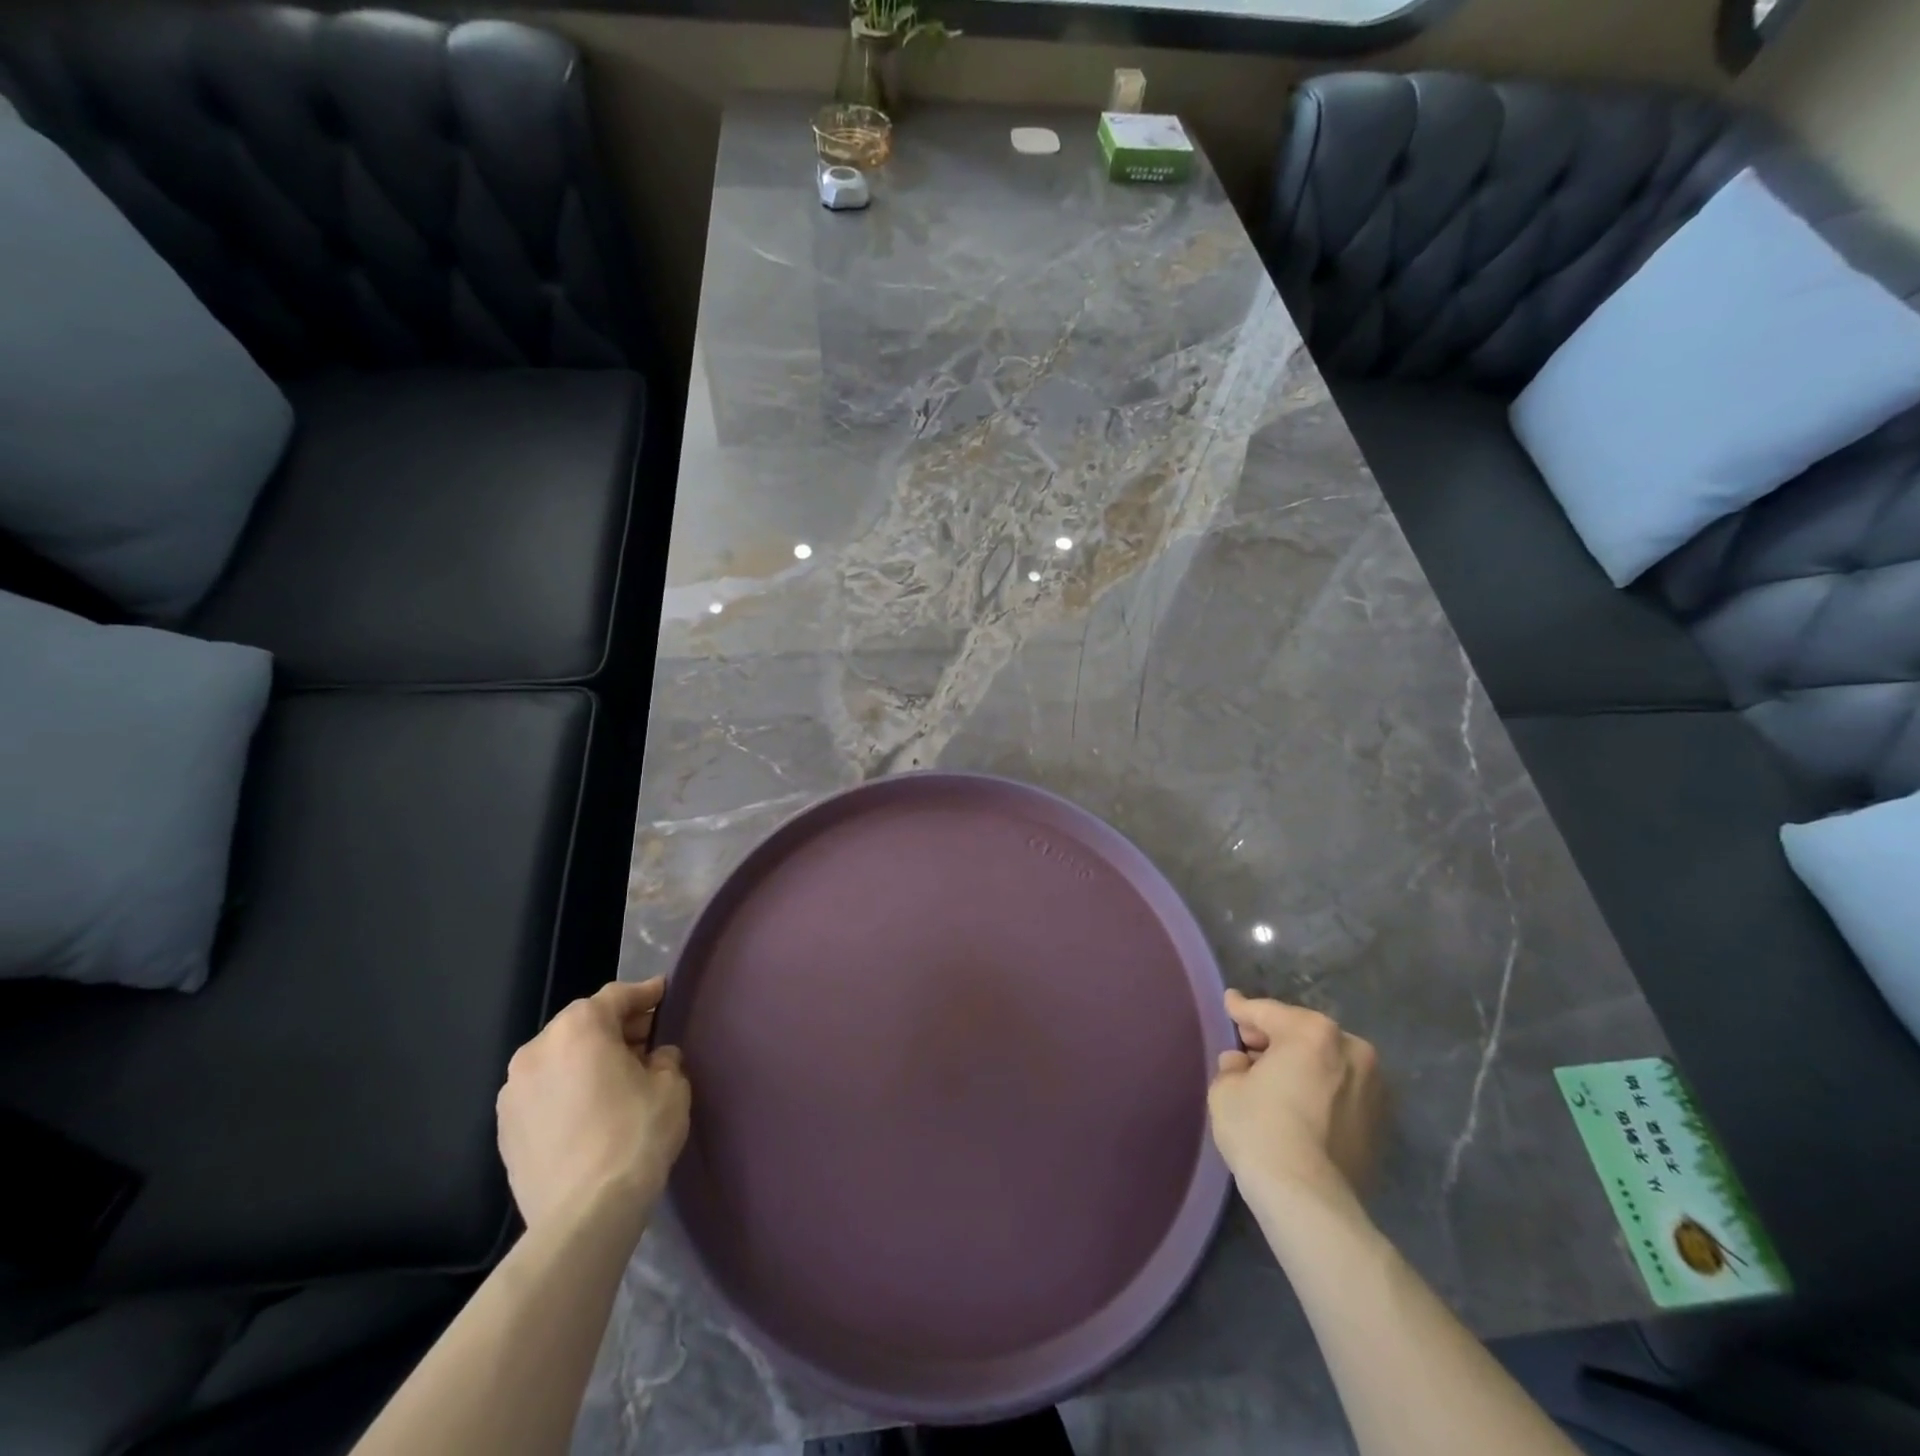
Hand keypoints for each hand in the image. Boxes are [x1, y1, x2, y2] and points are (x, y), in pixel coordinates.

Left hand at [496, 977, 690, 1233]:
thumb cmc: (634, 1135)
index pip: (617, 996)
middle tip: (648, 1041)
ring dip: (588, 1060)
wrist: (583, 1215)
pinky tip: (590, 1111)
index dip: (645, 994)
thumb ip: (664, 1059)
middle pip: (583, 1025)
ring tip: (618, 1079)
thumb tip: (655, 1059)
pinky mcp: (504, 1131)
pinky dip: (567, 1090)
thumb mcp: (671, 1085)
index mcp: (579, 1029)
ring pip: (559, 1059)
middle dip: (616, 1029)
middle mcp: (537, 1050)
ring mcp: (513, 1092)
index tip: (663, 994)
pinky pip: (543, 1093)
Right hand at [1207, 990, 1384, 1212]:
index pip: (1267, 1012)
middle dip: (1275, 1039)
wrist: (1310, 1201)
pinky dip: (1320, 1091)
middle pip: (1302, 1034)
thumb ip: (1233, 1065)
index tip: (1231, 1002)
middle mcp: (1352, 1049)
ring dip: (1301, 1065)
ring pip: (1326, 1063)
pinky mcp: (1381, 1123)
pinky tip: (1298, 1107)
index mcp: (1312, 1031)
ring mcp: (1373, 1087)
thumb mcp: (1226, 1088)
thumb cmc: (1261, 1130)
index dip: (1242, 1009)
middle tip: (1247, 1048)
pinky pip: (1340, 1092)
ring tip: (1274, 1081)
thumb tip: (1243, 1064)